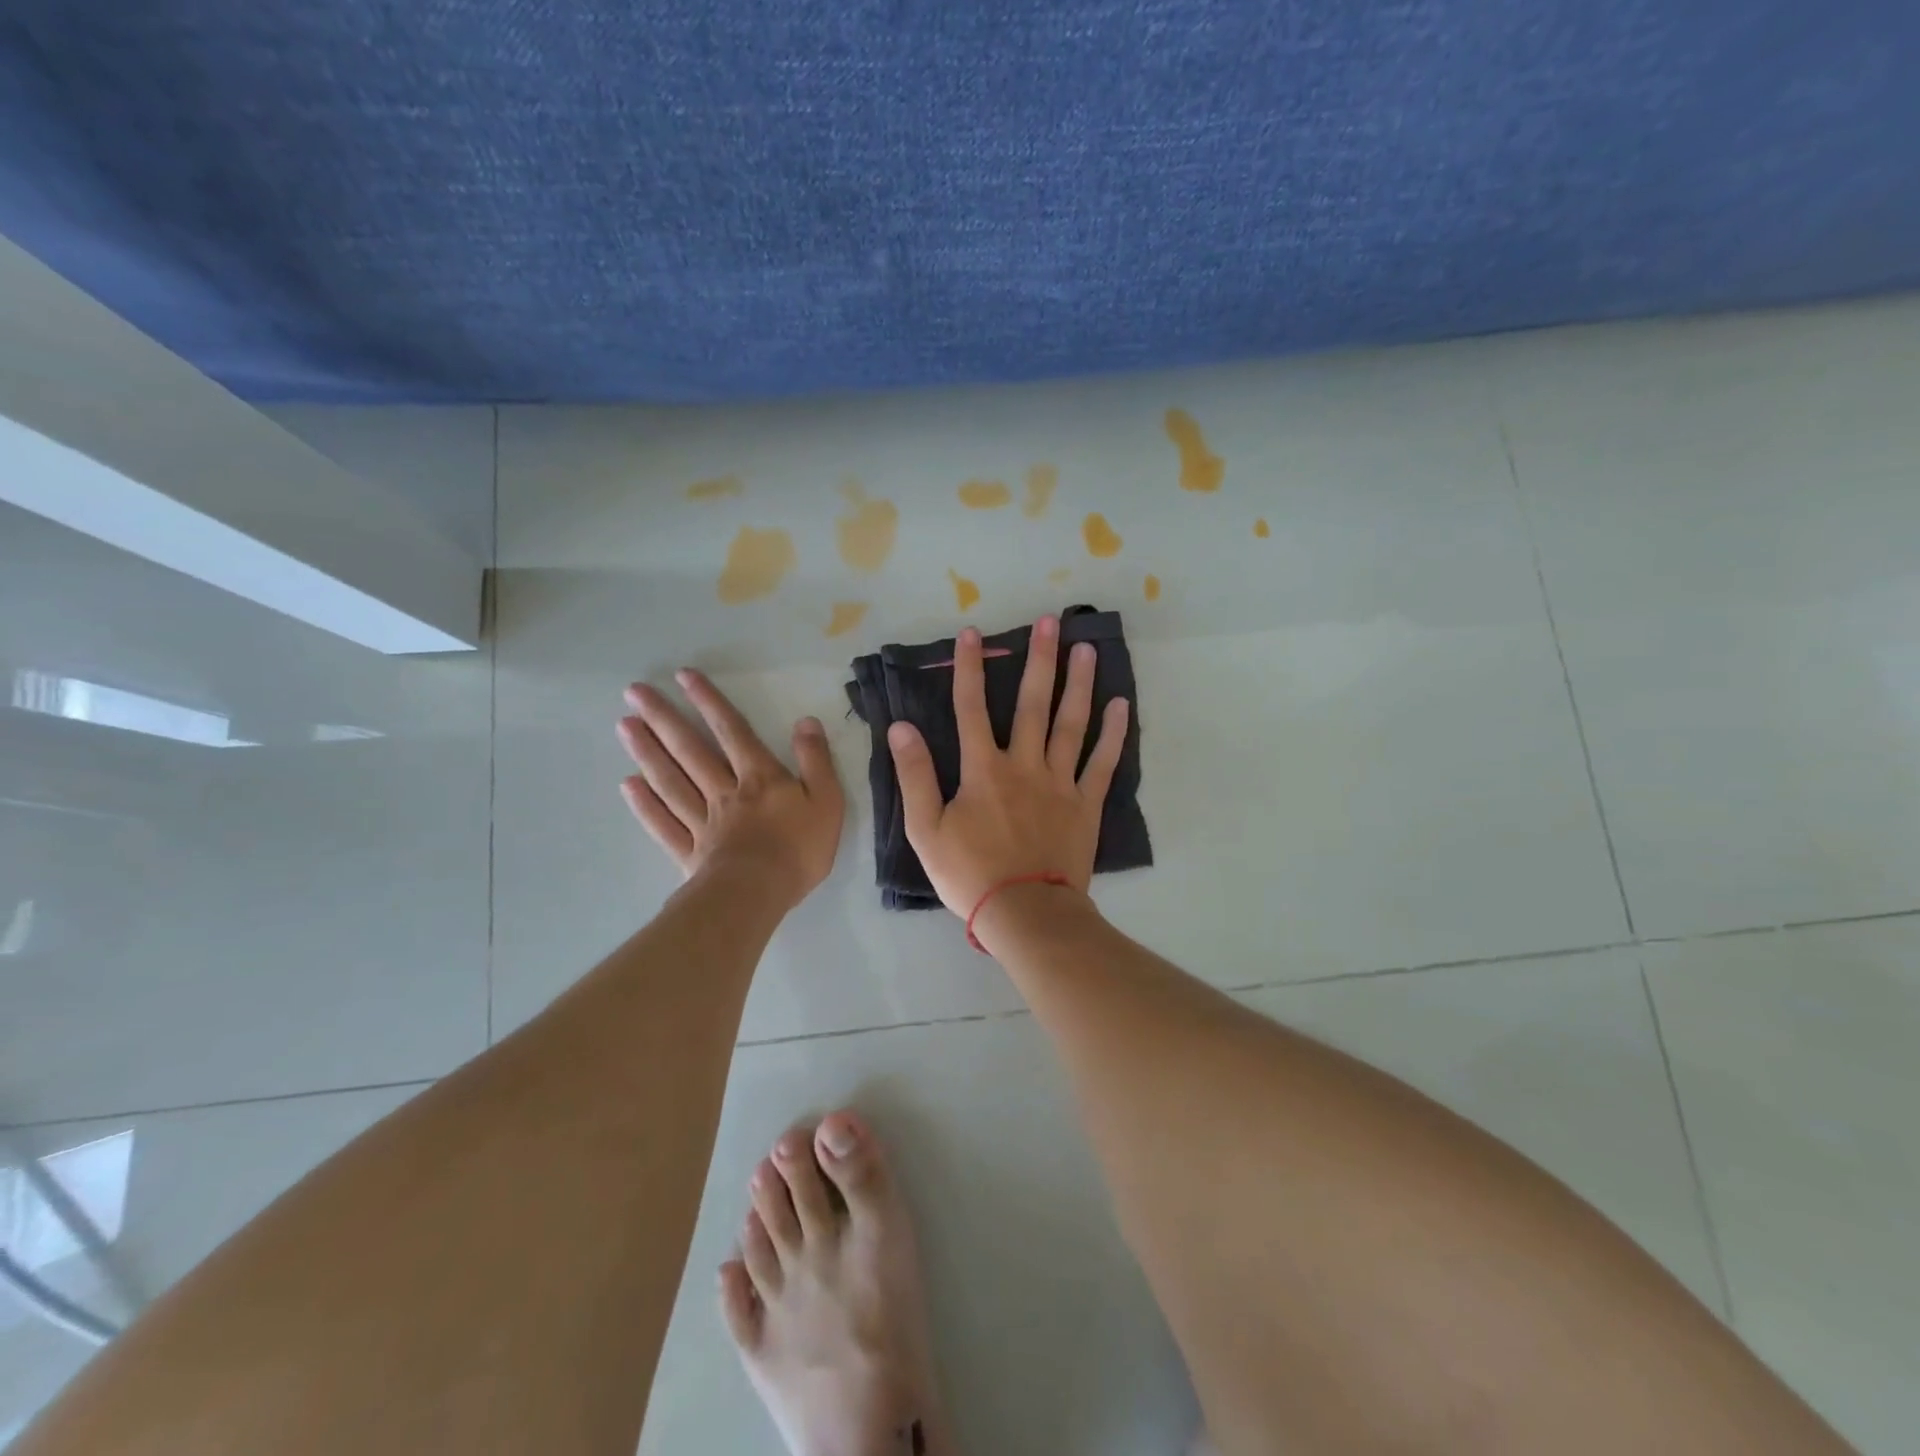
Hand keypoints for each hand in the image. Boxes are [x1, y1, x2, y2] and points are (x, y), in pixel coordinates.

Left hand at [618, 669, 843, 908]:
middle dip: (664, 718)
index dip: (710, 702)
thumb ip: (816, 760)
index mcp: (759, 778)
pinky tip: (628, 785)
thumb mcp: (827, 800)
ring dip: (647, 752)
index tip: (683, 676)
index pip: (732, 731)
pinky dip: (645, 805)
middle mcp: (724, 791)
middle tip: (634, 692)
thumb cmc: (799, 849)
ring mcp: (702, 822)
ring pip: (671, 781)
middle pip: (690, 750)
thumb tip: (806, 722)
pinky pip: (664, 824)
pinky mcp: (690, 853)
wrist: (759, 894)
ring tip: (624, 726)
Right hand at [887, 616, 1128, 916]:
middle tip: (1051, 621)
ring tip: (1086, 648)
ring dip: (1078, 684)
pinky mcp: (1086, 804)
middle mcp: (1024, 765)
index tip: (973, 633)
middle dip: (1039, 660)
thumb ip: (914, 776)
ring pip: (1071, 724)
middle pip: (1031, 703)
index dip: (970, 668)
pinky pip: (1103, 762)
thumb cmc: (970, 875)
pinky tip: (1122, 704)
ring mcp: (1060, 782)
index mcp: (982, 770)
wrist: (1025, 913)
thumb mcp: (925, 831)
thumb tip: (901, 728)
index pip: (970, 708)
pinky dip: (1113, 733)